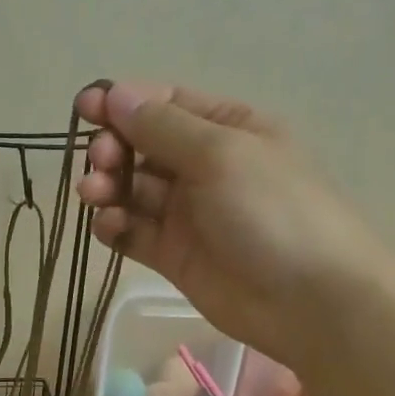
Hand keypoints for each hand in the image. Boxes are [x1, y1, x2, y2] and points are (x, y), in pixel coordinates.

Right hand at [76, 79, 378, 360]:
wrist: (310, 301)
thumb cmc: (273, 211)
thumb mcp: (220, 154)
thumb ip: (162, 126)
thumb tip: (115, 94)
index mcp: (227, 129)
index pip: (165, 105)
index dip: (123, 103)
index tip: (84, 108)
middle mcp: (205, 166)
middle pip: (142, 147)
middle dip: (113, 148)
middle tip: (101, 162)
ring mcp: (188, 213)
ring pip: (133, 190)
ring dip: (108, 187)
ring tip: (95, 194)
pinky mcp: (174, 255)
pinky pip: (134, 232)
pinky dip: (116, 225)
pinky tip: (109, 225)